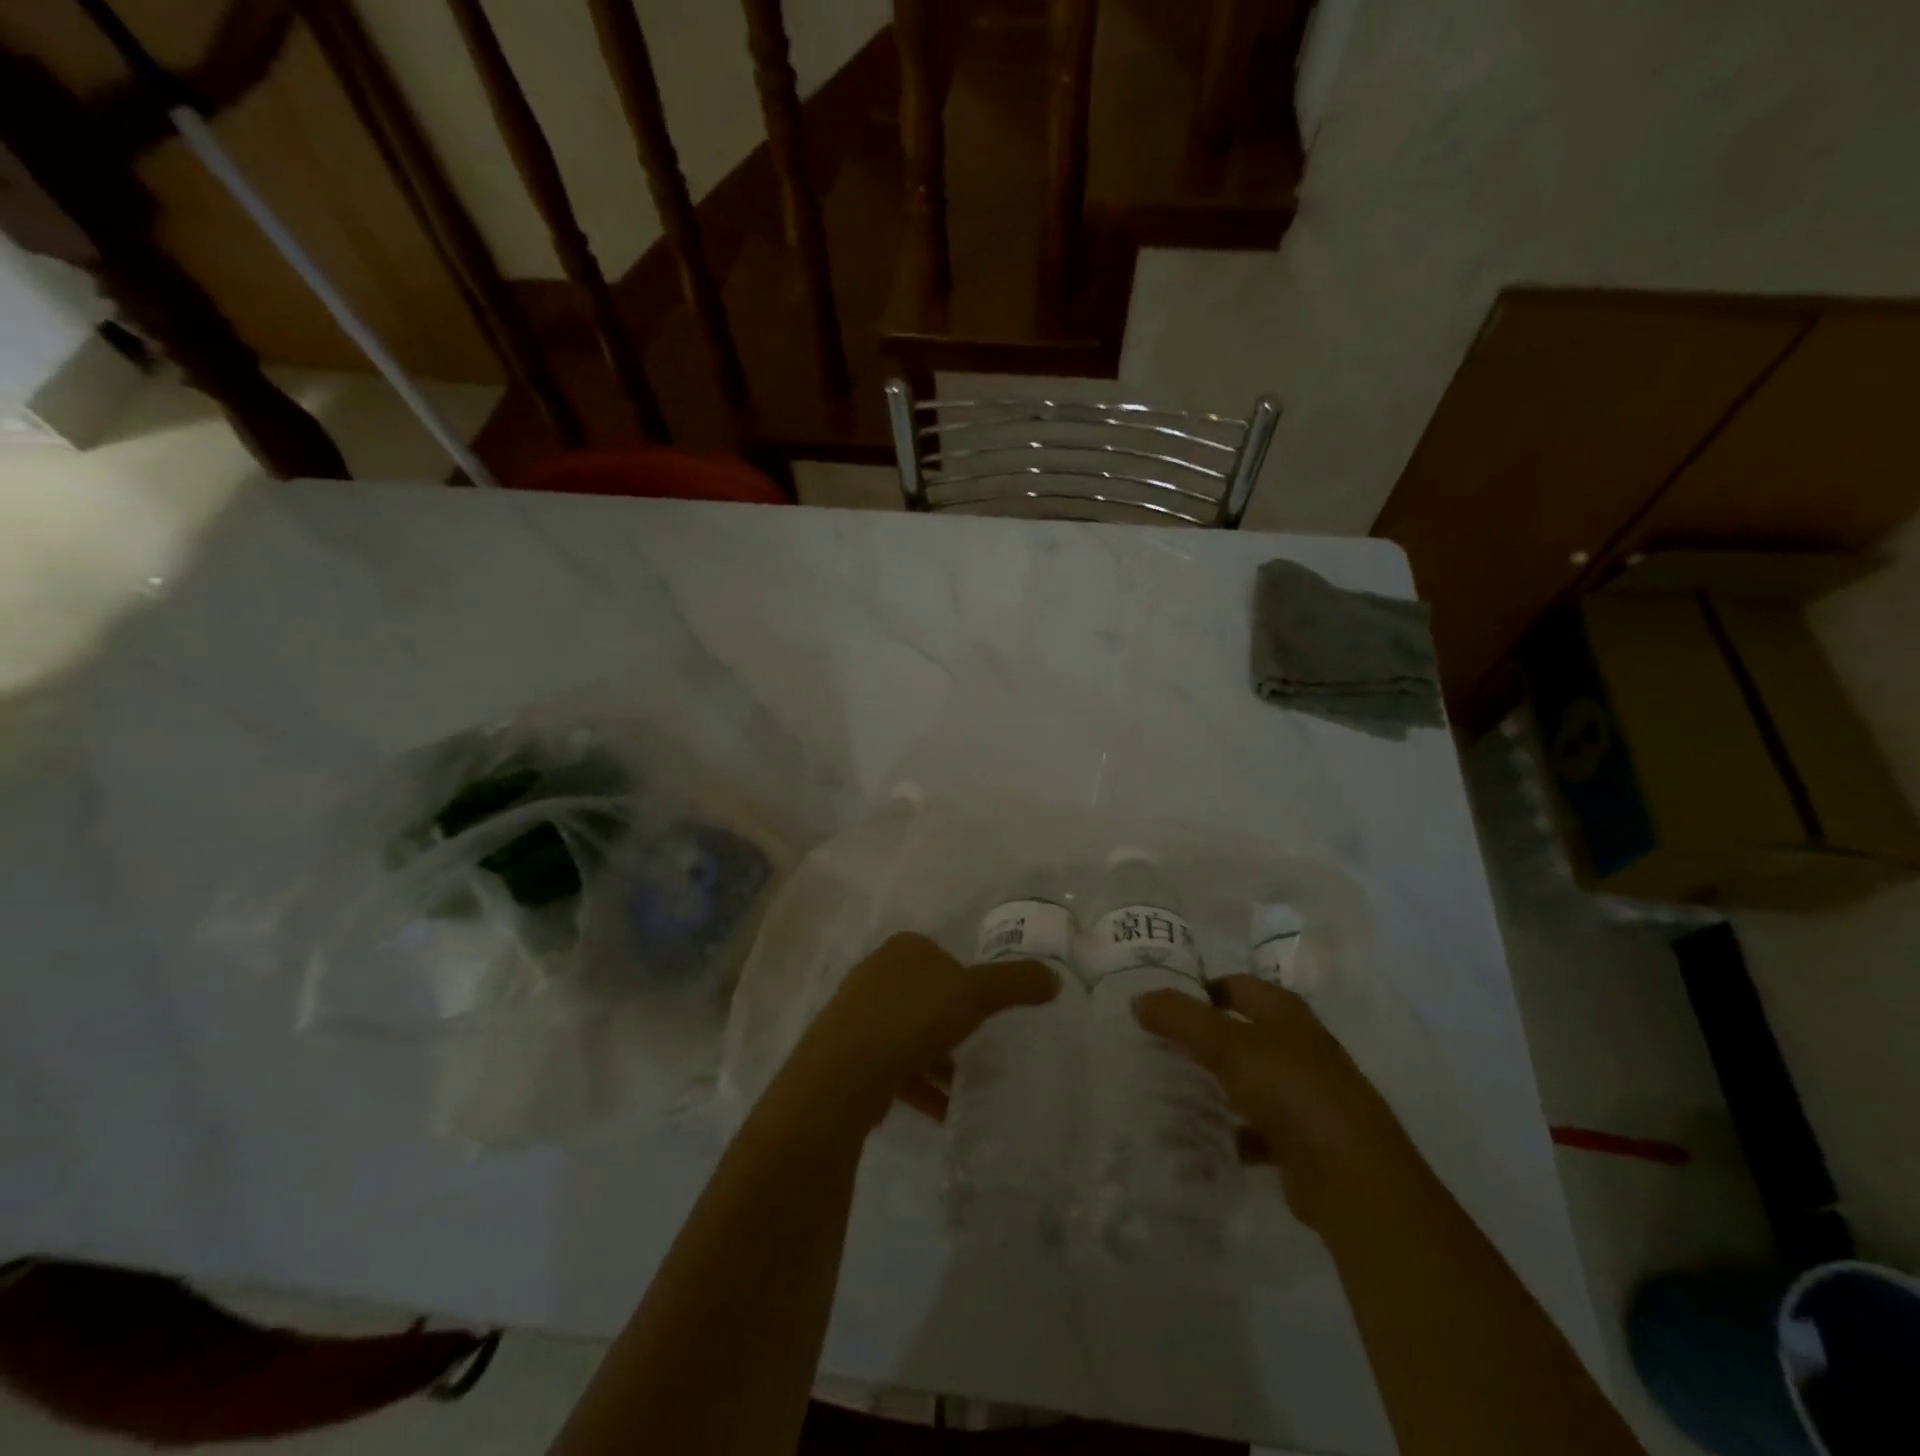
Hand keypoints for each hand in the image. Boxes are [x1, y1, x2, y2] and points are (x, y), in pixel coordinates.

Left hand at [773, 933, 1058, 1136]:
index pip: (944, 958)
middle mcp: (876, 974)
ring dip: (936, 1061)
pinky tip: (940, 1112)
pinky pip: (892, 1065)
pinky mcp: (846, 1054)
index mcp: (904, 950)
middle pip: (926, 996)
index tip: (985, 1012)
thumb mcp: (975, 994)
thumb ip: (1015, 984)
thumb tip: (1054, 978)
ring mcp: (857, 1014)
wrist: (842, 1073)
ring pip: (908, 1034)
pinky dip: (918, 1086)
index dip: (967, 983)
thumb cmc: (912, 1018)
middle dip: (951, 1025)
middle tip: (977, 1049)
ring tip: (963, 1088)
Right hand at [1133, 975, 1419, 1225]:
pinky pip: (1256, 1127)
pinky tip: (1205, 1139)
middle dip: (1202, 1038)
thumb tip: (1138, 998)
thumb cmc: (1292, 1092)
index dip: (1201, 988)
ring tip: (1171, 1090)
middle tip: (1156, 1045)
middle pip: (1241, 1032)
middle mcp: (1299, 1048)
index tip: (1162, 1004)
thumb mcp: (1229, 1047)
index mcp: (1287, 1014)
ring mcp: (1304, 1095)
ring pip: (1248, 1079)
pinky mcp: (1302, 1140)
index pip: (1237, 985)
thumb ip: (1182, 1020)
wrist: (1354, 1179)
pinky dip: (1232, 1130)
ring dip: (1216, 1085)